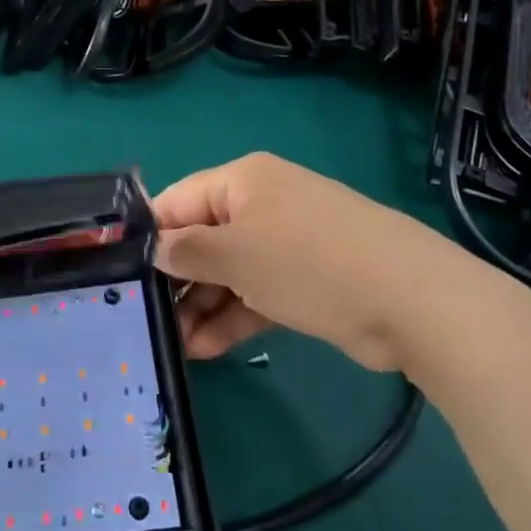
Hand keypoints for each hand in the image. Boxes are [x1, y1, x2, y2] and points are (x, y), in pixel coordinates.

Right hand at [153, 153, 468, 371]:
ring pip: (228, 270)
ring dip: (200, 305)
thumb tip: (154, 249)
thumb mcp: (236, 253)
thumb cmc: (307, 261)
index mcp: (241, 181)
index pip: (178, 200)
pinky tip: (206, 349)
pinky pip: (255, 292)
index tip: (120, 274)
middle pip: (202, 238)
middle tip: (145, 320)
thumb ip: (187, 251)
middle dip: (175, 279)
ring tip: (174, 345)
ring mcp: (285, 243)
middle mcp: (261, 204)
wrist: (410, 299)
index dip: (150, 235)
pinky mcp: (305, 280)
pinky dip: (232, 316)